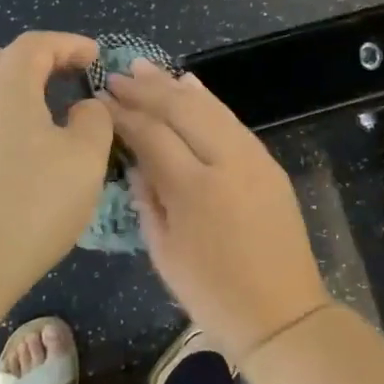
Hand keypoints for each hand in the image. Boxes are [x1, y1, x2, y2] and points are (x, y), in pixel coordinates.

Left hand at [0, 32, 114, 297]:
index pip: (35, 45)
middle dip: (37, 63)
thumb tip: (84, 108)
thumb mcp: (85, 158)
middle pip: (0, 63)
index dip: (68, 43)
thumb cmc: (32, 202)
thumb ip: (94, 121)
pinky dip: (5, 130)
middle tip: (68, 81)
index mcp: (7, 90)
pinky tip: (23, 164)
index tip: (95, 57)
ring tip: (51, 125)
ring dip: (19, 99)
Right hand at [104, 62, 331, 358]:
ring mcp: (254, 159)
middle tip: (116, 75)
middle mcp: (226, 163)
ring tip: (145, 69)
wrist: (282, 314)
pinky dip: (208, 100)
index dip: (123, 115)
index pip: (151, 135)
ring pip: (210, 108)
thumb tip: (136, 162)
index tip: (100, 100)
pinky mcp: (269, 164)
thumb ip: (147, 200)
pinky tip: (190, 86)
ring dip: (174, 86)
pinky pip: (233, 121)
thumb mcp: (164, 254)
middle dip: (146, 90)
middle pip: (181, 110)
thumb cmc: (213, 295)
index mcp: (194, 190)